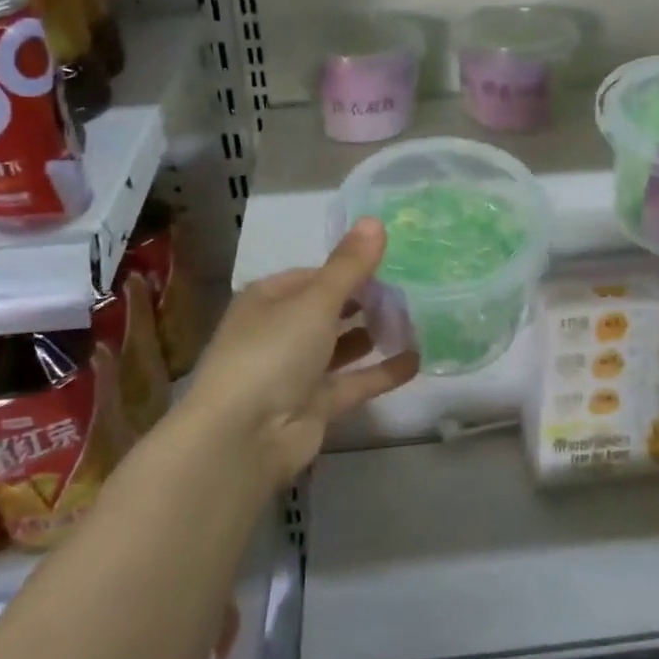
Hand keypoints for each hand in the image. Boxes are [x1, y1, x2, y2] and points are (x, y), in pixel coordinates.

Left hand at [184, 218, 419, 485]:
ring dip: (373, 334)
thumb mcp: (315, 301)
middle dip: (365, 301)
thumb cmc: (273, 353)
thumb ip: (349, 266)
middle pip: (329, 310)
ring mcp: (296, 371)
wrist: (242, 438)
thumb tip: (375, 220)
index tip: (391, 263)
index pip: (314, 276)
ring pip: (342, 346)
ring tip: (416, 318)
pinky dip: (381, 372)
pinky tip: (416, 359)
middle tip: (411, 289)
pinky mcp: (315, 406)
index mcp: (269, 299)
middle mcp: (280, 332)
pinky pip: (354, 382)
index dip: (349, 269)